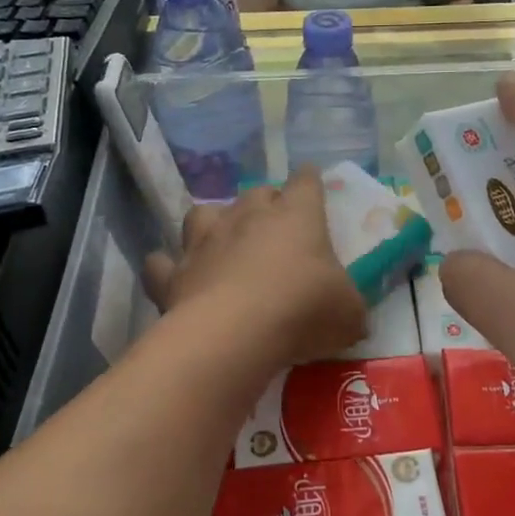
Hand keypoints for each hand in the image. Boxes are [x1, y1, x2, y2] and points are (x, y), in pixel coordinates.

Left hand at [145, 169, 366, 369]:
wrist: (235, 333)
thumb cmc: (303, 310)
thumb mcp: (349, 314)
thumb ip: (350, 307)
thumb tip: (352, 315)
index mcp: (296, 215)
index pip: (306, 182)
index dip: (310, 182)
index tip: (312, 185)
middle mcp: (248, 216)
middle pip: (256, 192)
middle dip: (265, 204)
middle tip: (275, 229)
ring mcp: (205, 241)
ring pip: (203, 213)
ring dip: (213, 224)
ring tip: (221, 243)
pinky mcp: (174, 273)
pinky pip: (162, 263)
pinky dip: (167, 268)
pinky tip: (175, 278)